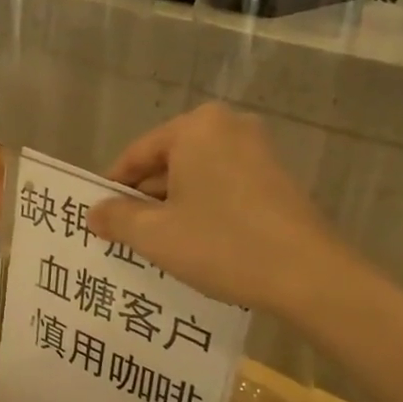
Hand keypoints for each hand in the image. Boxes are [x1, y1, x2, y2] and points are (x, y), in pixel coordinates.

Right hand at [88, 103, 344, 313]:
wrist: (308, 275)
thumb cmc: (222, 244)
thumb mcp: (155, 235)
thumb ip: (117, 218)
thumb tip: (94, 212)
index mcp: (196, 127)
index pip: (137, 154)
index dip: (112, 188)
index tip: (98, 218)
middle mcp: (229, 126)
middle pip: (168, 162)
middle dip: (145, 199)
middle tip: (124, 235)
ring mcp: (258, 151)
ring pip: (197, 177)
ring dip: (173, 207)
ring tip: (156, 245)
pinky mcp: (277, 178)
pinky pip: (223, 187)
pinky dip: (204, 209)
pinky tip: (196, 244)